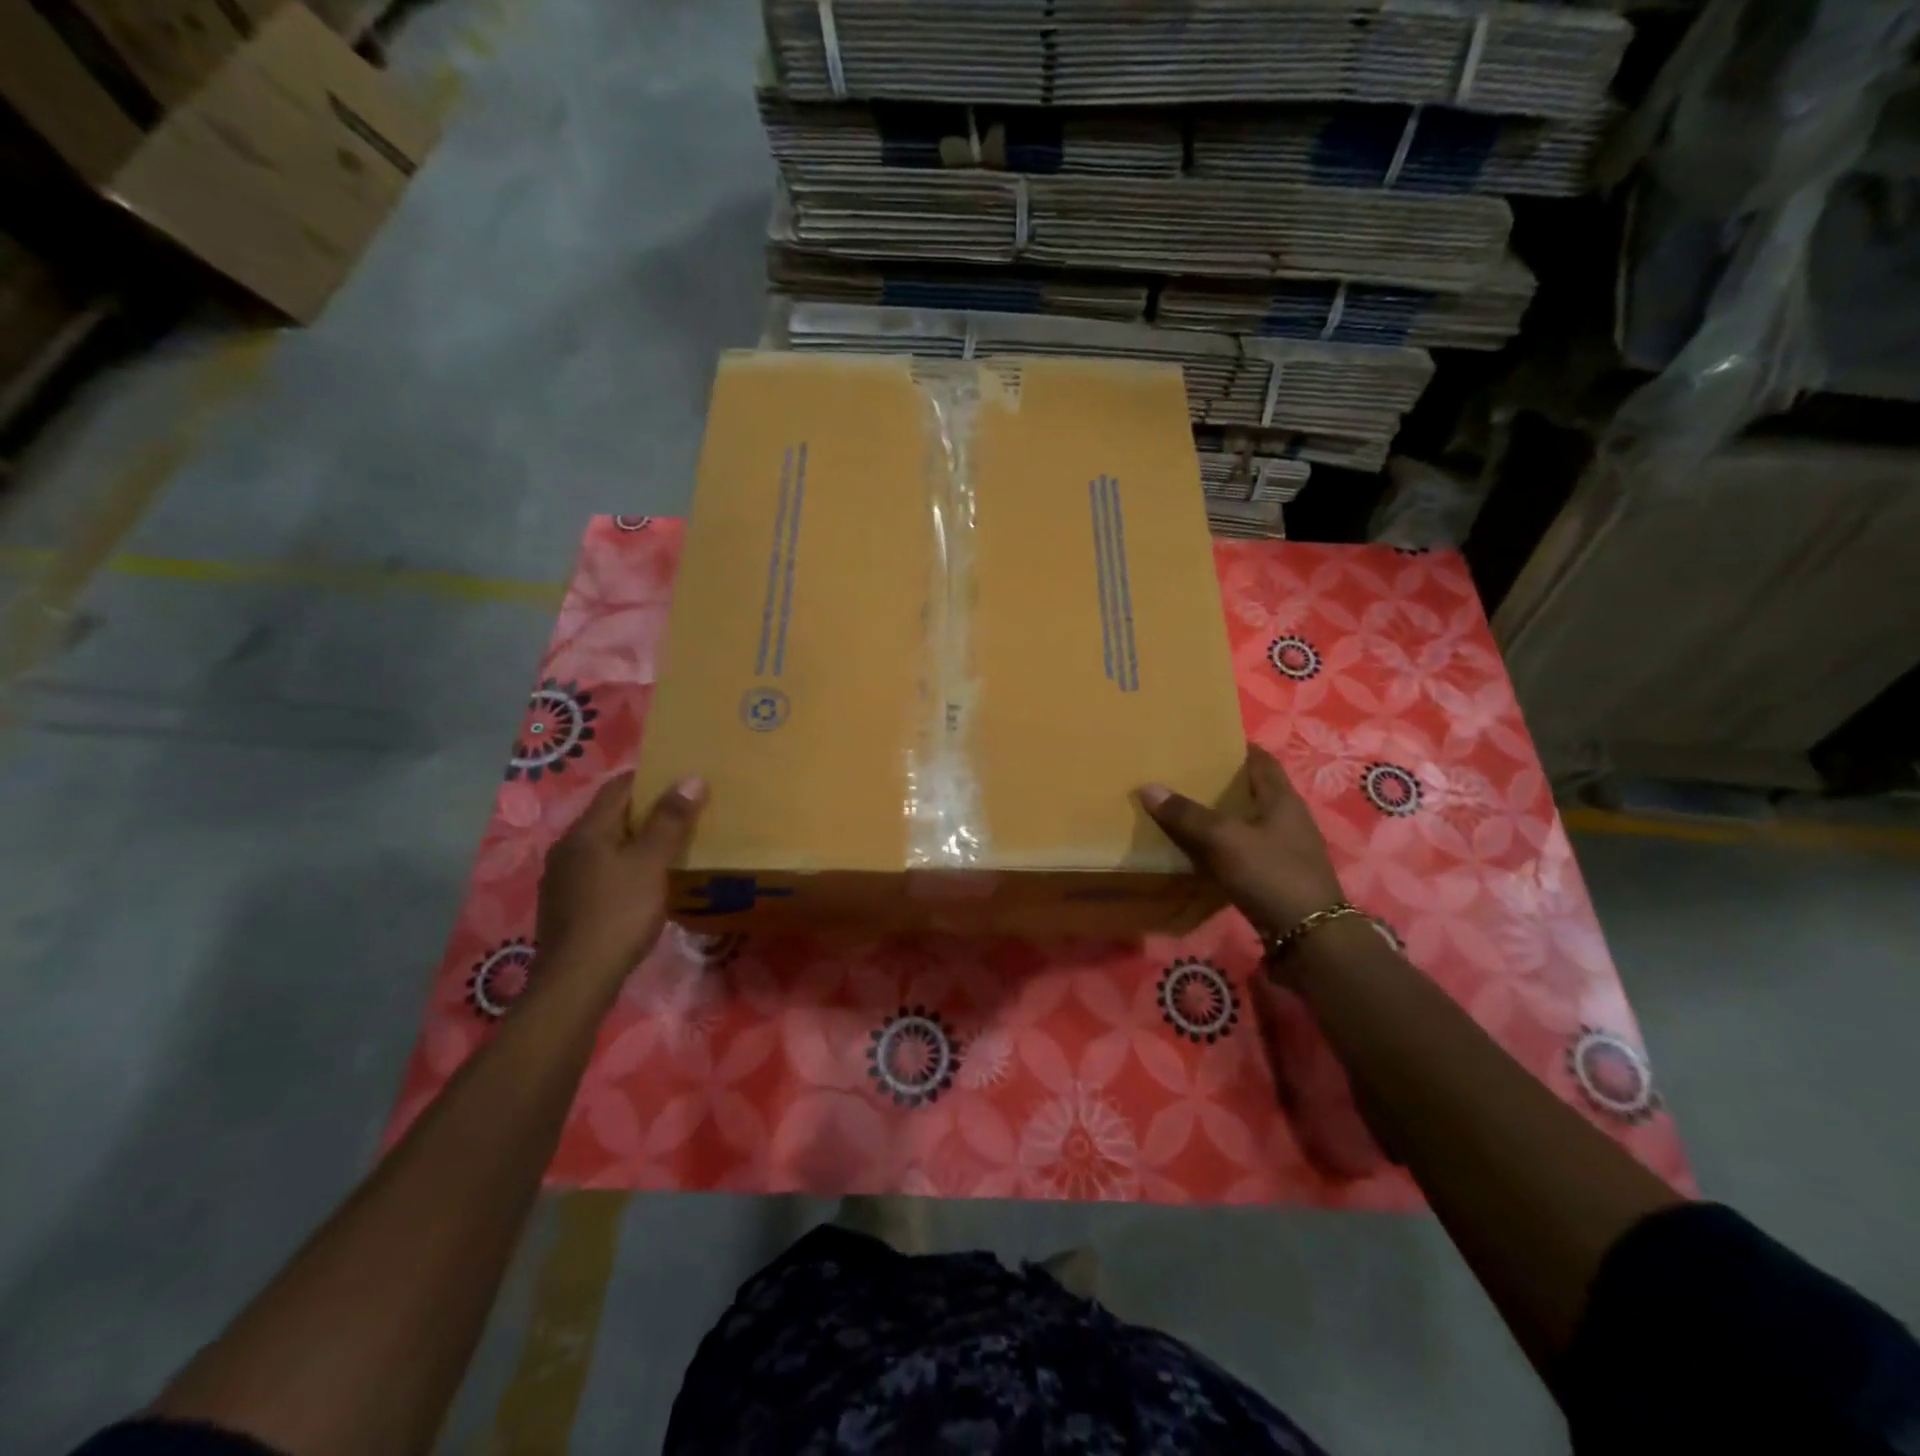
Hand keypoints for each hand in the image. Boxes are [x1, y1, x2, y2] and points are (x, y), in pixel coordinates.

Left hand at [535, 771, 705, 985]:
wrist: (577, 980)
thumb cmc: (618, 913)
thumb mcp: (651, 863)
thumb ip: (670, 820)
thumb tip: (691, 778)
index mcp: (586, 831)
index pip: (618, 788)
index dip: (650, 778)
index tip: (681, 780)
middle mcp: (567, 847)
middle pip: (609, 816)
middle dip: (645, 811)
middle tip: (684, 813)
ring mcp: (562, 878)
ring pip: (604, 845)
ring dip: (634, 841)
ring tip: (669, 847)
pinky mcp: (566, 905)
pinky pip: (599, 871)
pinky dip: (623, 866)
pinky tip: (643, 883)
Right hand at [1138, 743, 1345, 939]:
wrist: (1310, 938)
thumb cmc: (1271, 874)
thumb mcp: (1223, 840)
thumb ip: (1187, 815)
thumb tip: (1148, 787)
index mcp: (1282, 799)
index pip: (1261, 760)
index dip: (1236, 747)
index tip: (1205, 742)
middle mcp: (1289, 819)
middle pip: (1254, 791)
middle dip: (1223, 783)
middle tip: (1185, 776)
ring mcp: (1286, 850)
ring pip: (1249, 822)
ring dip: (1223, 817)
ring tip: (1186, 811)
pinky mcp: (1279, 877)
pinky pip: (1247, 851)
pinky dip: (1225, 846)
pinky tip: (1201, 852)